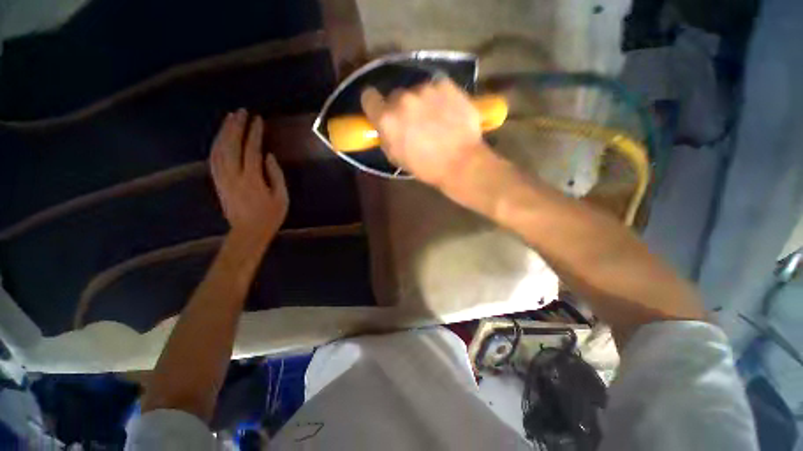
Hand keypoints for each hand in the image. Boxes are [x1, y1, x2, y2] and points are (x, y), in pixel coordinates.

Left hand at [210, 109, 288, 238]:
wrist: (248, 232)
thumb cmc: (270, 216)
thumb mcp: (282, 197)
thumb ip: (276, 175)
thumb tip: (268, 155)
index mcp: (252, 179)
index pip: (251, 149)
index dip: (255, 133)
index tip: (258, 119)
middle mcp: (233, 175)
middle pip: (231, 145)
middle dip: (236, 126)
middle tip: (241, 112)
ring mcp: (222, 178)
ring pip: (219, 149)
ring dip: (223, 132)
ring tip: (230, 118)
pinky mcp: (217, 182)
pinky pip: (213, 159)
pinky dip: (216, 144)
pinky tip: (219, 137)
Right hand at [360, 78, 489, 187]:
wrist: (461, 162)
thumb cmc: (427, 167)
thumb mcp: (397, 158)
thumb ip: (386, 137)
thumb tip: (385, 127)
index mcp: (387, 119)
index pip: (369, 97)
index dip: (374, 104)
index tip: (381, 110)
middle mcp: (402, 98)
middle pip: (395, 96)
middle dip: (402, 108)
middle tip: (415, 122)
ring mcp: (425, 89)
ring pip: (417, 91)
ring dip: (422, 102)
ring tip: (436, 120)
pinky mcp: (445, 84)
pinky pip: (436, 87)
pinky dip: (439, 98)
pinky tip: (448, 113)